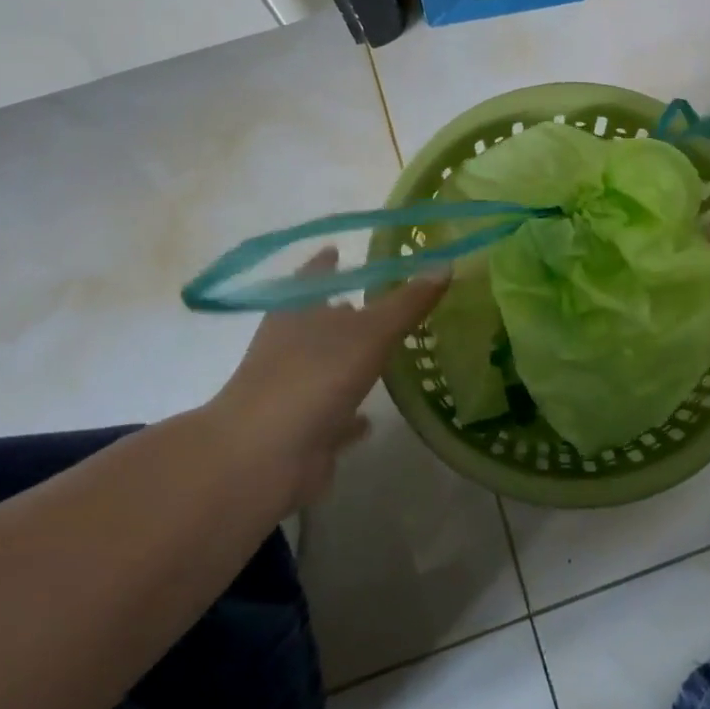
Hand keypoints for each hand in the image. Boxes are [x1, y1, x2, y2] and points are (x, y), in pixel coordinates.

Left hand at [204, 249, 449, 511]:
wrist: (264, 458)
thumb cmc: (314, 377)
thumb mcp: (370, 332)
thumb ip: (407, 302)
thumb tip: (445, 264)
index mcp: (297, 312)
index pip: (313, 276)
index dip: (327, 263)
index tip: (340, 249)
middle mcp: (288, 347)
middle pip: (319, 322)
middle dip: (345, 313)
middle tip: (382, 303)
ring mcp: (290, 391)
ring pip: (325, 368)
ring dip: (348, 363)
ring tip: (382, 354)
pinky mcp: (299, 431)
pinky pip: (330, 416)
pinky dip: (349, 415)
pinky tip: (370, 419)